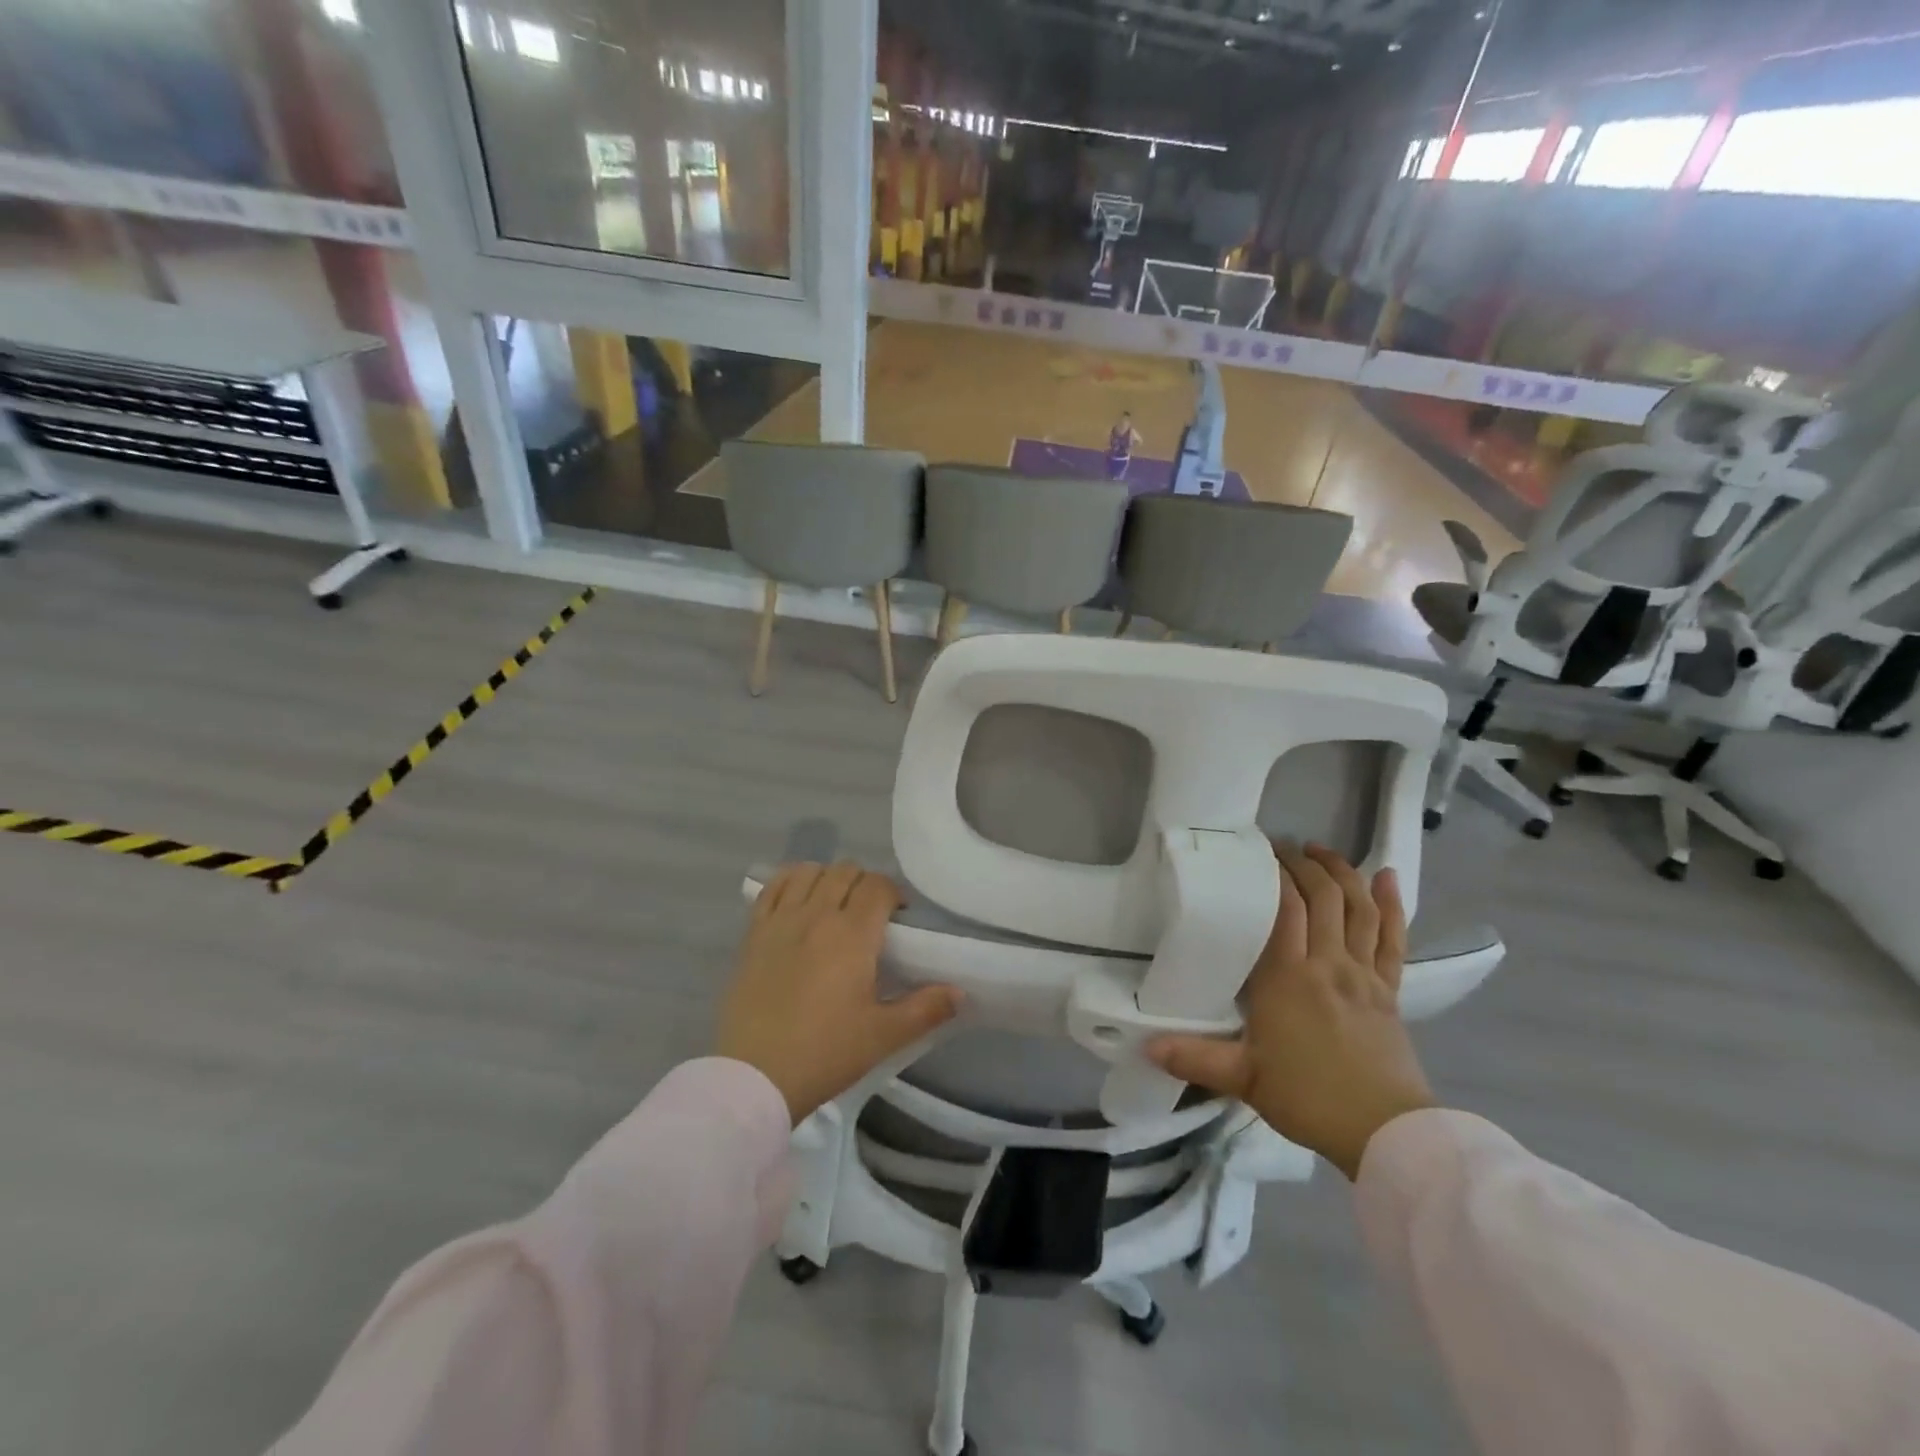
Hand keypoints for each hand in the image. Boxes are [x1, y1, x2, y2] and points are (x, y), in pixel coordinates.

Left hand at [718, 862, 961, 1124]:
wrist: (755, 1077)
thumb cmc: (825, 1053)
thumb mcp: (883, 1036)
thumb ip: (925, 1009)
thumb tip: (960, 992)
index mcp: (853, 934)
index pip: (878, 886)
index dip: (893, 894)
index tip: (899, 918)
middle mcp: (817, 914)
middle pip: (846, 872)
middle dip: (864, 885)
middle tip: (870, 916)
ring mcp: (780, 920)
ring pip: (810, 871)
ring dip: (828, 878)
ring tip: (834, 905)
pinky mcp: (753, 932)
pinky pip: (774, 887)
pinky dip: (791, 882)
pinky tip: (799, 900)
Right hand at [1147, 844, 1434, 1179]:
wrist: (1385, 1133)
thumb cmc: (1307, 1097)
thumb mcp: (1243, 1078)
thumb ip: (1194, 1057)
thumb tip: (1145, 1045)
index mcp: (1287, 978)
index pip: (1285, 908)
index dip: (1275, 873)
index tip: (1258, 851)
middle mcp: (1327, 964)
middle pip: (1321, 897)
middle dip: (1303, 864)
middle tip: (1281, 847)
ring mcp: (1363, 974)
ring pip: (1357, 908)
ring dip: (1341, 872)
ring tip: (1320, 850)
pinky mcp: (1390, 990)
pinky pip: (1392, 938)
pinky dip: (1391, 904)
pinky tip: (1387, 878)